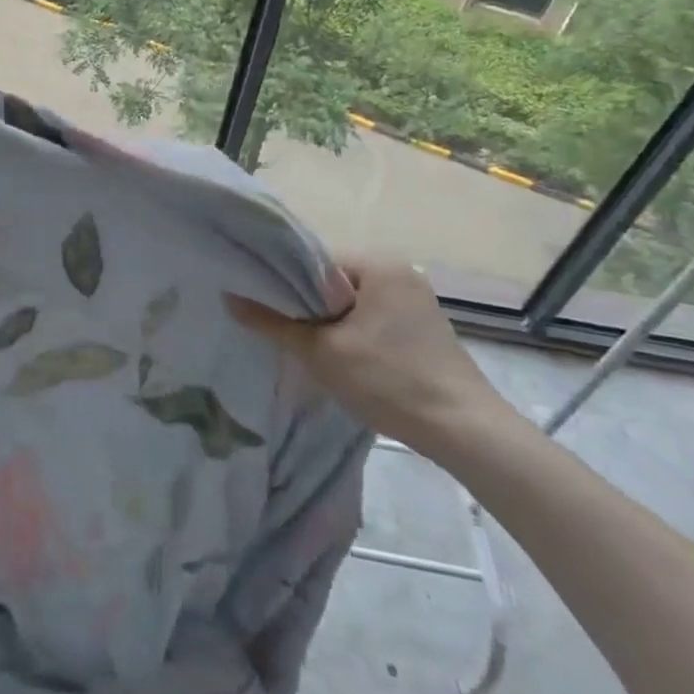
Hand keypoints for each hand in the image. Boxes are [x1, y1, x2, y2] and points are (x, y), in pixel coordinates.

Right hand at [227, 259, 514, 454]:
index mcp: (378, 263)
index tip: (260, 305)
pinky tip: (339, 358)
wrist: (465, 432)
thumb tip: (228, 298)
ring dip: (328, 322)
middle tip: (277, 329)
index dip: (282, 282)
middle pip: (331, 281)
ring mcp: (416, 300)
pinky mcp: (424, 328)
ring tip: (303, 345)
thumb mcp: (321, 352)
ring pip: (351, 303)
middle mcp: (399, 271)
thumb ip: (273, 323)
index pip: (313, 261)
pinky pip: (372, 318)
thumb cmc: (390, 380)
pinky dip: (352, 333)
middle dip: (305, 305)